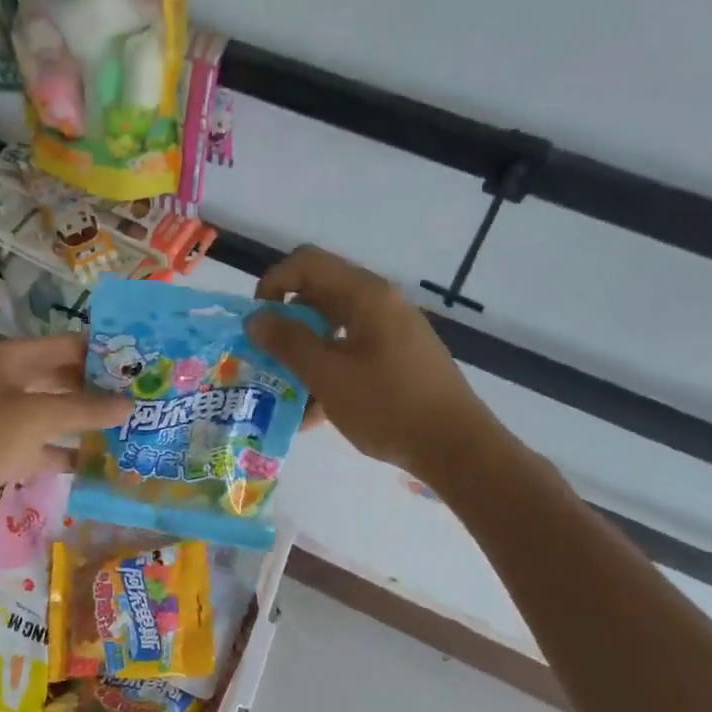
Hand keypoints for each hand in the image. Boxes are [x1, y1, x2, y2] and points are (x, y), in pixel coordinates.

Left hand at [0, 333, 131, 536]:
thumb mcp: (34, 417)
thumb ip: (84, 409)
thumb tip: (130, 405)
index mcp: (13, 359)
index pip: (69, 346)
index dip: (105, 352)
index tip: (145, 364)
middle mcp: (11, 382)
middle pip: (65, 379)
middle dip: (102, 389)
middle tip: (146, 399)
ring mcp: (6, 419)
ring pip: (57, 415)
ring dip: (89, 423)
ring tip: (134, 429)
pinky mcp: (4, 452)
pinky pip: (45, 447)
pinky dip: (69, 454)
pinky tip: (103, 463)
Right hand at [247, 246, 486, 474]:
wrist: (456, 448)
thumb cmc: (388, 406)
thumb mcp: (328, 375)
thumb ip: (288, 343)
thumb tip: (255, 319)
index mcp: (365, 295)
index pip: (306, 263)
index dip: (272, 284)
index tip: (257, 324)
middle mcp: (380, 303)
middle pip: (318, 295)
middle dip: (285, 324)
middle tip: (264, 358)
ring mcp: (392, 331)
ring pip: (333, 328)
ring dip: (303, 353)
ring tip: (282, 390)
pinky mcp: (398, 359)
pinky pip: (352, 353)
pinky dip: (328, 371)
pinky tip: (312, 413)